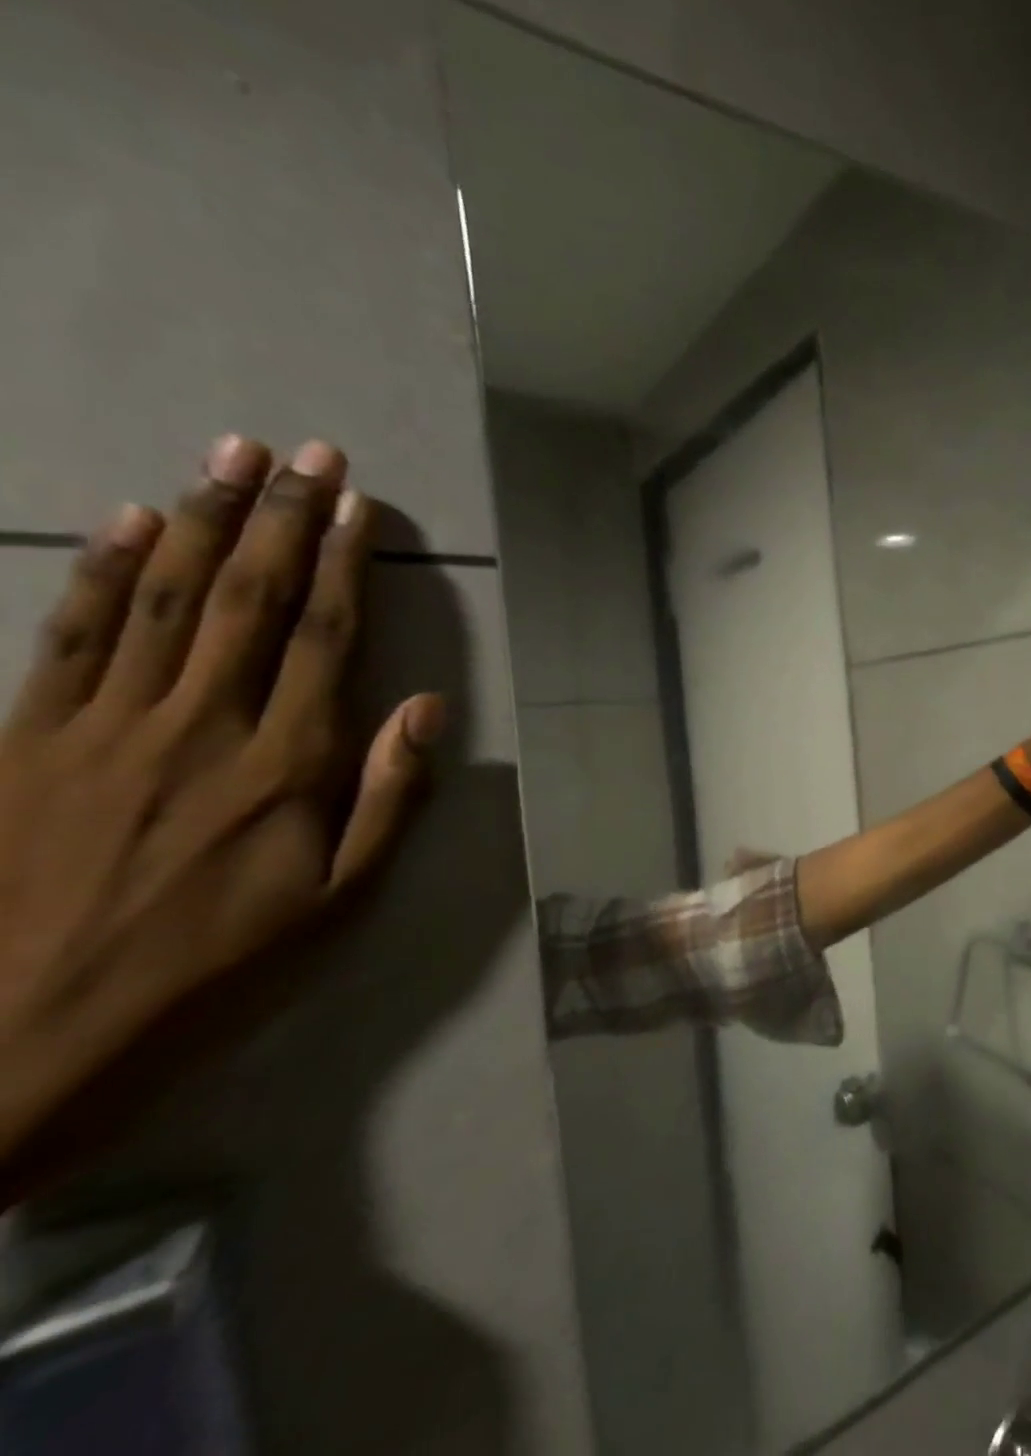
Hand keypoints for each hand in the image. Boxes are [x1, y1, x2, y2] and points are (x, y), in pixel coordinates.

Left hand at [0, 435, 439, 1178]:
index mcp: (284, 763)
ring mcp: (105, 723)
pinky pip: (73, 635)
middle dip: (282, 518)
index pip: (324, 638)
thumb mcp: (340, 896)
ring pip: (165, 598)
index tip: (359, 507)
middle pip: (249, 599)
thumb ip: (389, 796)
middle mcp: (201, 723)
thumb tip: (425, 708)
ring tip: (231, 458)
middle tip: (307, 454)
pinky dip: (103, 572)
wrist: (25, 1029)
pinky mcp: (29, 735)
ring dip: (201, 520)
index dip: (344, 564)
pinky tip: (129, 524)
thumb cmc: (221, 959)